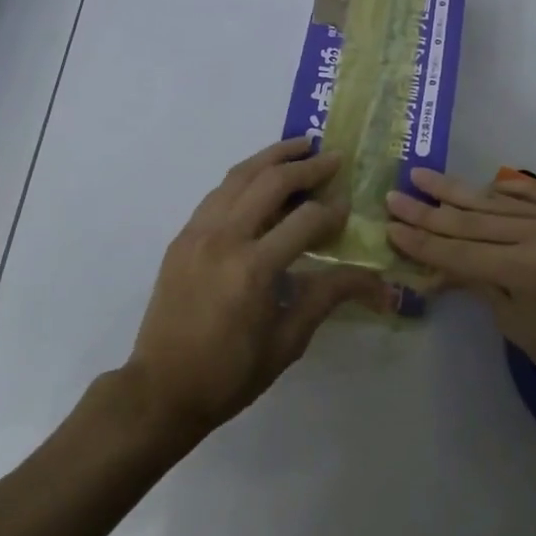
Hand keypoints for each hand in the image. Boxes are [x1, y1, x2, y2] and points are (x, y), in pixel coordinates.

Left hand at [124, 136, 384, 438]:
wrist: (160, 390)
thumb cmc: (229, 374)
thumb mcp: (288, 341)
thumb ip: (327, 296)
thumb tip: (374, 280)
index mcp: (253, 269)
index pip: (305, 220)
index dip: (332, 210)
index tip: (349, 206)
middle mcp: (224, 238)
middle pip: (270, 182)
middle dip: (307, 166)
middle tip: (333, 157)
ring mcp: (197, 233)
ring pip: (238, 176)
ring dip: (272, 157)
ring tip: (301, 146)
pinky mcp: (182, 237)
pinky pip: (218, 193)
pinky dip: (244, 176)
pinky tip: (261, 177)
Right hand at [386, 169, 535, 429]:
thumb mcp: (514, 326)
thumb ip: (476, 282)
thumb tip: (437, 262)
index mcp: (527, 269)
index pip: (459, 250)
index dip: (421, 239)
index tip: (389, 224)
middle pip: (473, 220)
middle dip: (430, 210)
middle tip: (395, 195)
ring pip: (496, 203)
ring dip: (457, 192)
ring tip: (423, 177)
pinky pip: (530, 196)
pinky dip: (502, 190)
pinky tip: (479, 185)